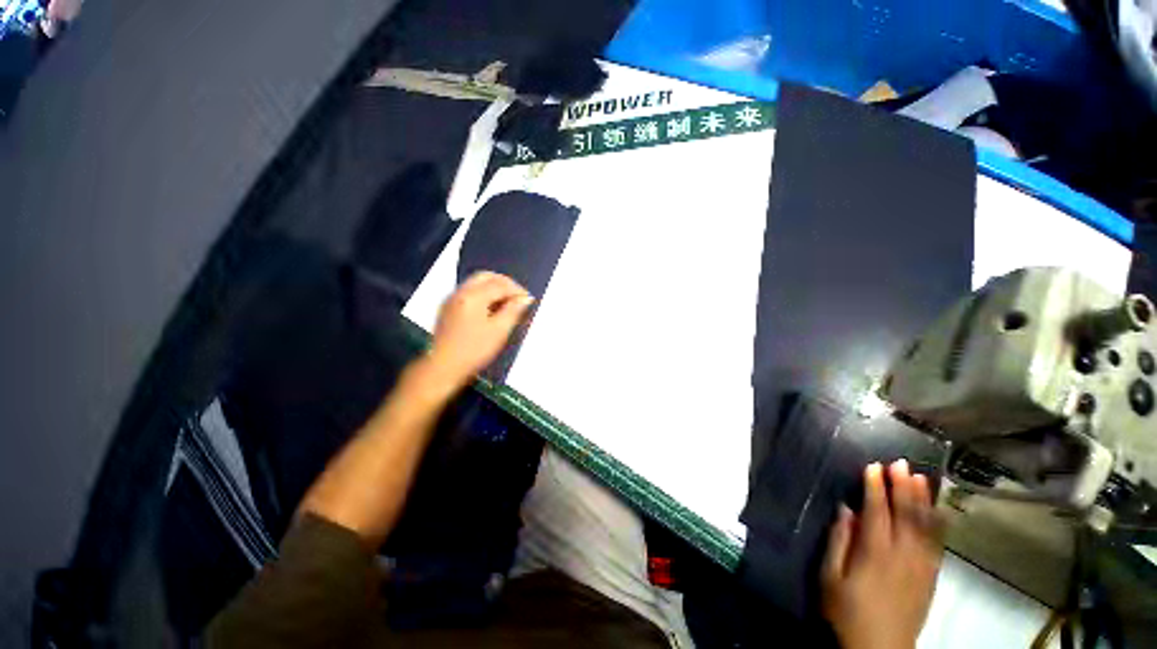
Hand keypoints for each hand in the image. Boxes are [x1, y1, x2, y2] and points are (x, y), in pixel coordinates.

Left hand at [425, 271, 533, 387]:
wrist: (443, 367)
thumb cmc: (474, 350)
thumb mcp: (499, 331)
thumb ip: (514, 311)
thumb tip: (525, 298)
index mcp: (473, 296)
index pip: (500, 284)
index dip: (517, 290)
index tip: (528, 300)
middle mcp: (460, 292)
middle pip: (486, 276)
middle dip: (504, 283)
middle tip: (517, 296)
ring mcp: (452, 299)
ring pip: (476, 282)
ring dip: (493, 287)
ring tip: (507, 303)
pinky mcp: (448, 307)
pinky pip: (468, 291)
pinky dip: (483, 293)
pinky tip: (490, 308)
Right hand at [822, 460, 942, 648]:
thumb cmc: (846, 612)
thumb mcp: (829, 577)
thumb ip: (838, 541)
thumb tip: (845, 510)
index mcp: (874, 553)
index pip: (876, 512)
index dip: (875, 487)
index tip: (872, 466)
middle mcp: (903, 555)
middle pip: (905, 515)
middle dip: (902, 487)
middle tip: (900, 463)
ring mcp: (921, 566)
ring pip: (926, 526)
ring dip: (923, 500)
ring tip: (921, 477)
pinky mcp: (930, 577)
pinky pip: (938, 544)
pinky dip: (939, 524)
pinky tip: (939, 511)